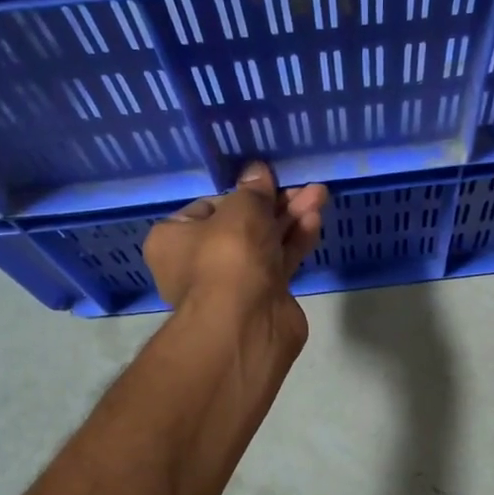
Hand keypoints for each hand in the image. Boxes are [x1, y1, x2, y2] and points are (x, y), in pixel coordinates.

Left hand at [144, 162, 327, 336]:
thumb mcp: (241, 209)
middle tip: (302, 186)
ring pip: (265, 242)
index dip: (239, 194)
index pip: (208, 207)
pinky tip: (315, 220)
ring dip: (291, 218)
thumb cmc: (228, 256)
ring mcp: (233, 282)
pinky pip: (280, 261)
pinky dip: (296, 240)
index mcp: (174, 239)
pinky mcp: (263, 296)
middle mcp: (199, 261)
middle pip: (241, 224)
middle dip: (274, 204)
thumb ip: (253, 190)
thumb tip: (257, 171)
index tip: (265, 182)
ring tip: (319, 194)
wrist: (246, 323)